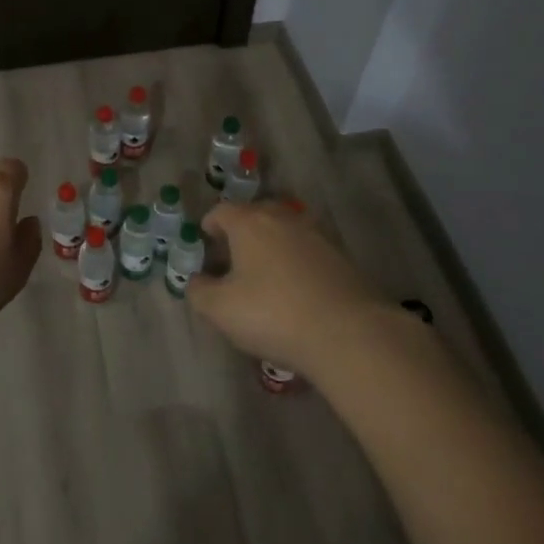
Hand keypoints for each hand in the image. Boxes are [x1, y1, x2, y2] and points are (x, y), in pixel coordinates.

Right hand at [188, 202, 389, 375]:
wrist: (348, 333)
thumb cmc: (273, 314)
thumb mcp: (220, 310)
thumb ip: (199, 292)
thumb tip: (196, 281)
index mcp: (249, 223)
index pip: (221, 211)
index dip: (209, 225)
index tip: (205, 242)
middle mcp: (282, 218)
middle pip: (255, 214)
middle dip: (241, 231)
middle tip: (232, 258)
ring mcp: (315, 235)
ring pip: (284, 230)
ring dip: (271, 245)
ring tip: (264, 274)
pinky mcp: (340, 257)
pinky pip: (307, 251)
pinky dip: (295, 261)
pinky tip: (295, 289)